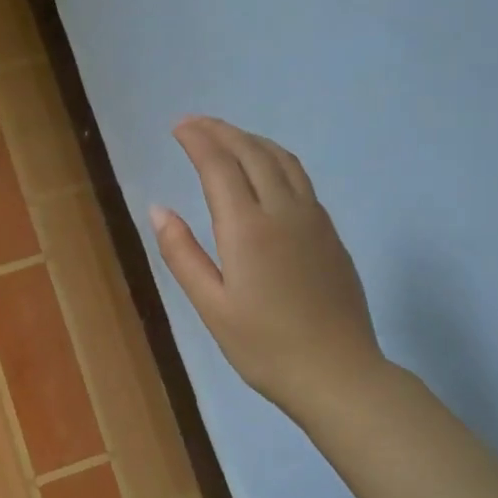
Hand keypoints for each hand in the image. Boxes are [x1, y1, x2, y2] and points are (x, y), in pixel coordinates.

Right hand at [152, 116, 383, 414]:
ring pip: (282, 160)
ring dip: (251, 140)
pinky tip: (266, 171)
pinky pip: (300, 178)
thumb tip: (158, 208)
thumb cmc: (265, 347)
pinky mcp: (330, 233)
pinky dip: (275, 159)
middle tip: (195, 123)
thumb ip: (182, 253)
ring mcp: (313, 219)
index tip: (178, 126)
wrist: (339, 374)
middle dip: (221, 131)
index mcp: (248, 228)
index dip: (197, 139)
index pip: (219, 165)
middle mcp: (284, 211)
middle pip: (252, 152)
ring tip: (228, 137)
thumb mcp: (211, 306)